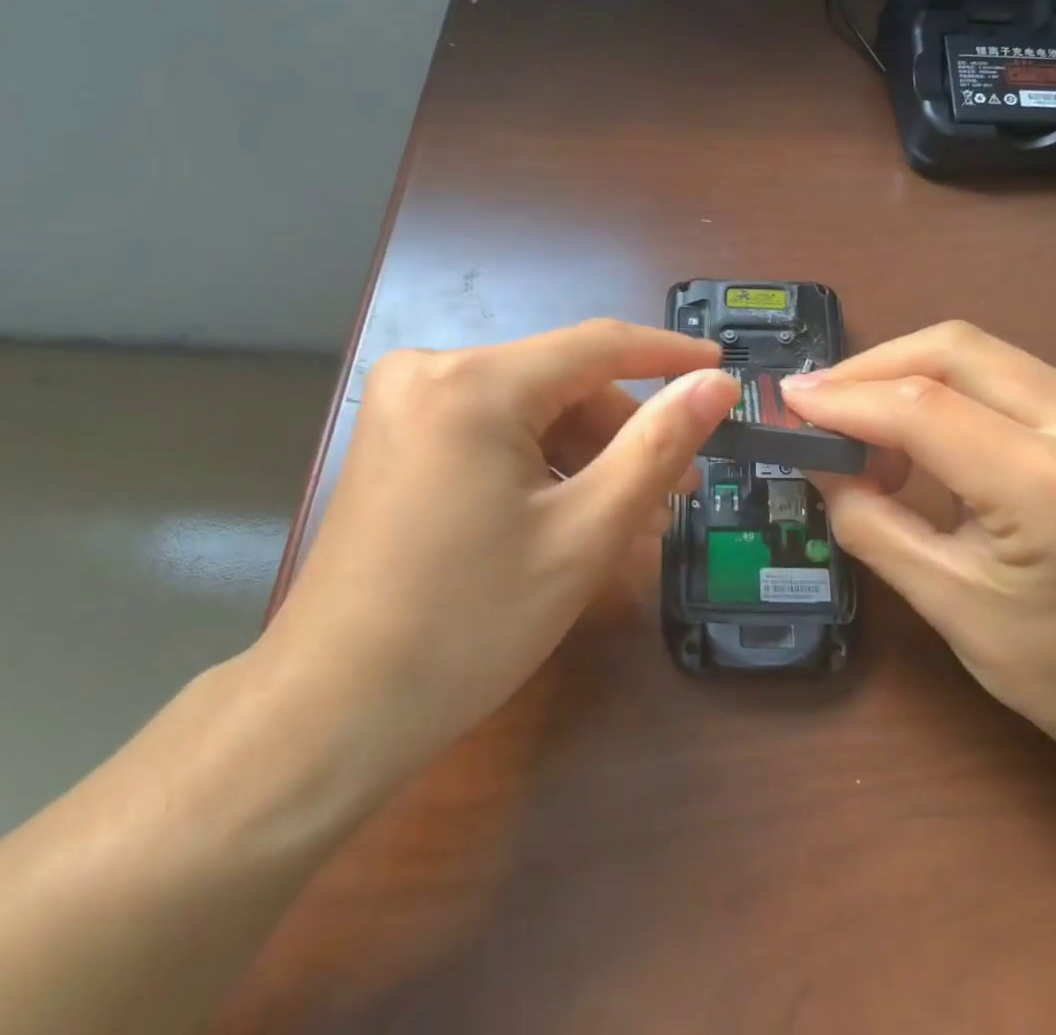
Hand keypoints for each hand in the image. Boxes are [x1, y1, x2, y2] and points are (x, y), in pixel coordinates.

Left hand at [259, 320, 738, 788]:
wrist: (331, 712)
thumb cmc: (468, 625)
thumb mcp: (584, 534)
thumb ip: (658, 446)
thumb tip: (716, 383)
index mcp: (474, 381)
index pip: (598, 344)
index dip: (668, 354)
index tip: (724, 371)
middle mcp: (431, 369)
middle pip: (561, 382)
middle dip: (625, 432)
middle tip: (679, 490)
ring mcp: (405, 403)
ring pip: (530, 408)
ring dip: (587, 455)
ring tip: (636, 517)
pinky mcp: (397, 436)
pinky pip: (493, 430)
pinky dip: (541, 464)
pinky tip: (574, 514)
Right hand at [782, 321, 1055, 791]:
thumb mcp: (948, 606)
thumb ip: (868, 519)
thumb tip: (815, 455)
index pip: (926, 408)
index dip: (845, 397)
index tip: (787, 400)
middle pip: (955, 350)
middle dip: (872, 369)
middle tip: (818, 406)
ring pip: (979, 354)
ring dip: (906, 377)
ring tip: (865, 432)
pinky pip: (1006, 376)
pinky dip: (947, 392)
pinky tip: (922, 434)